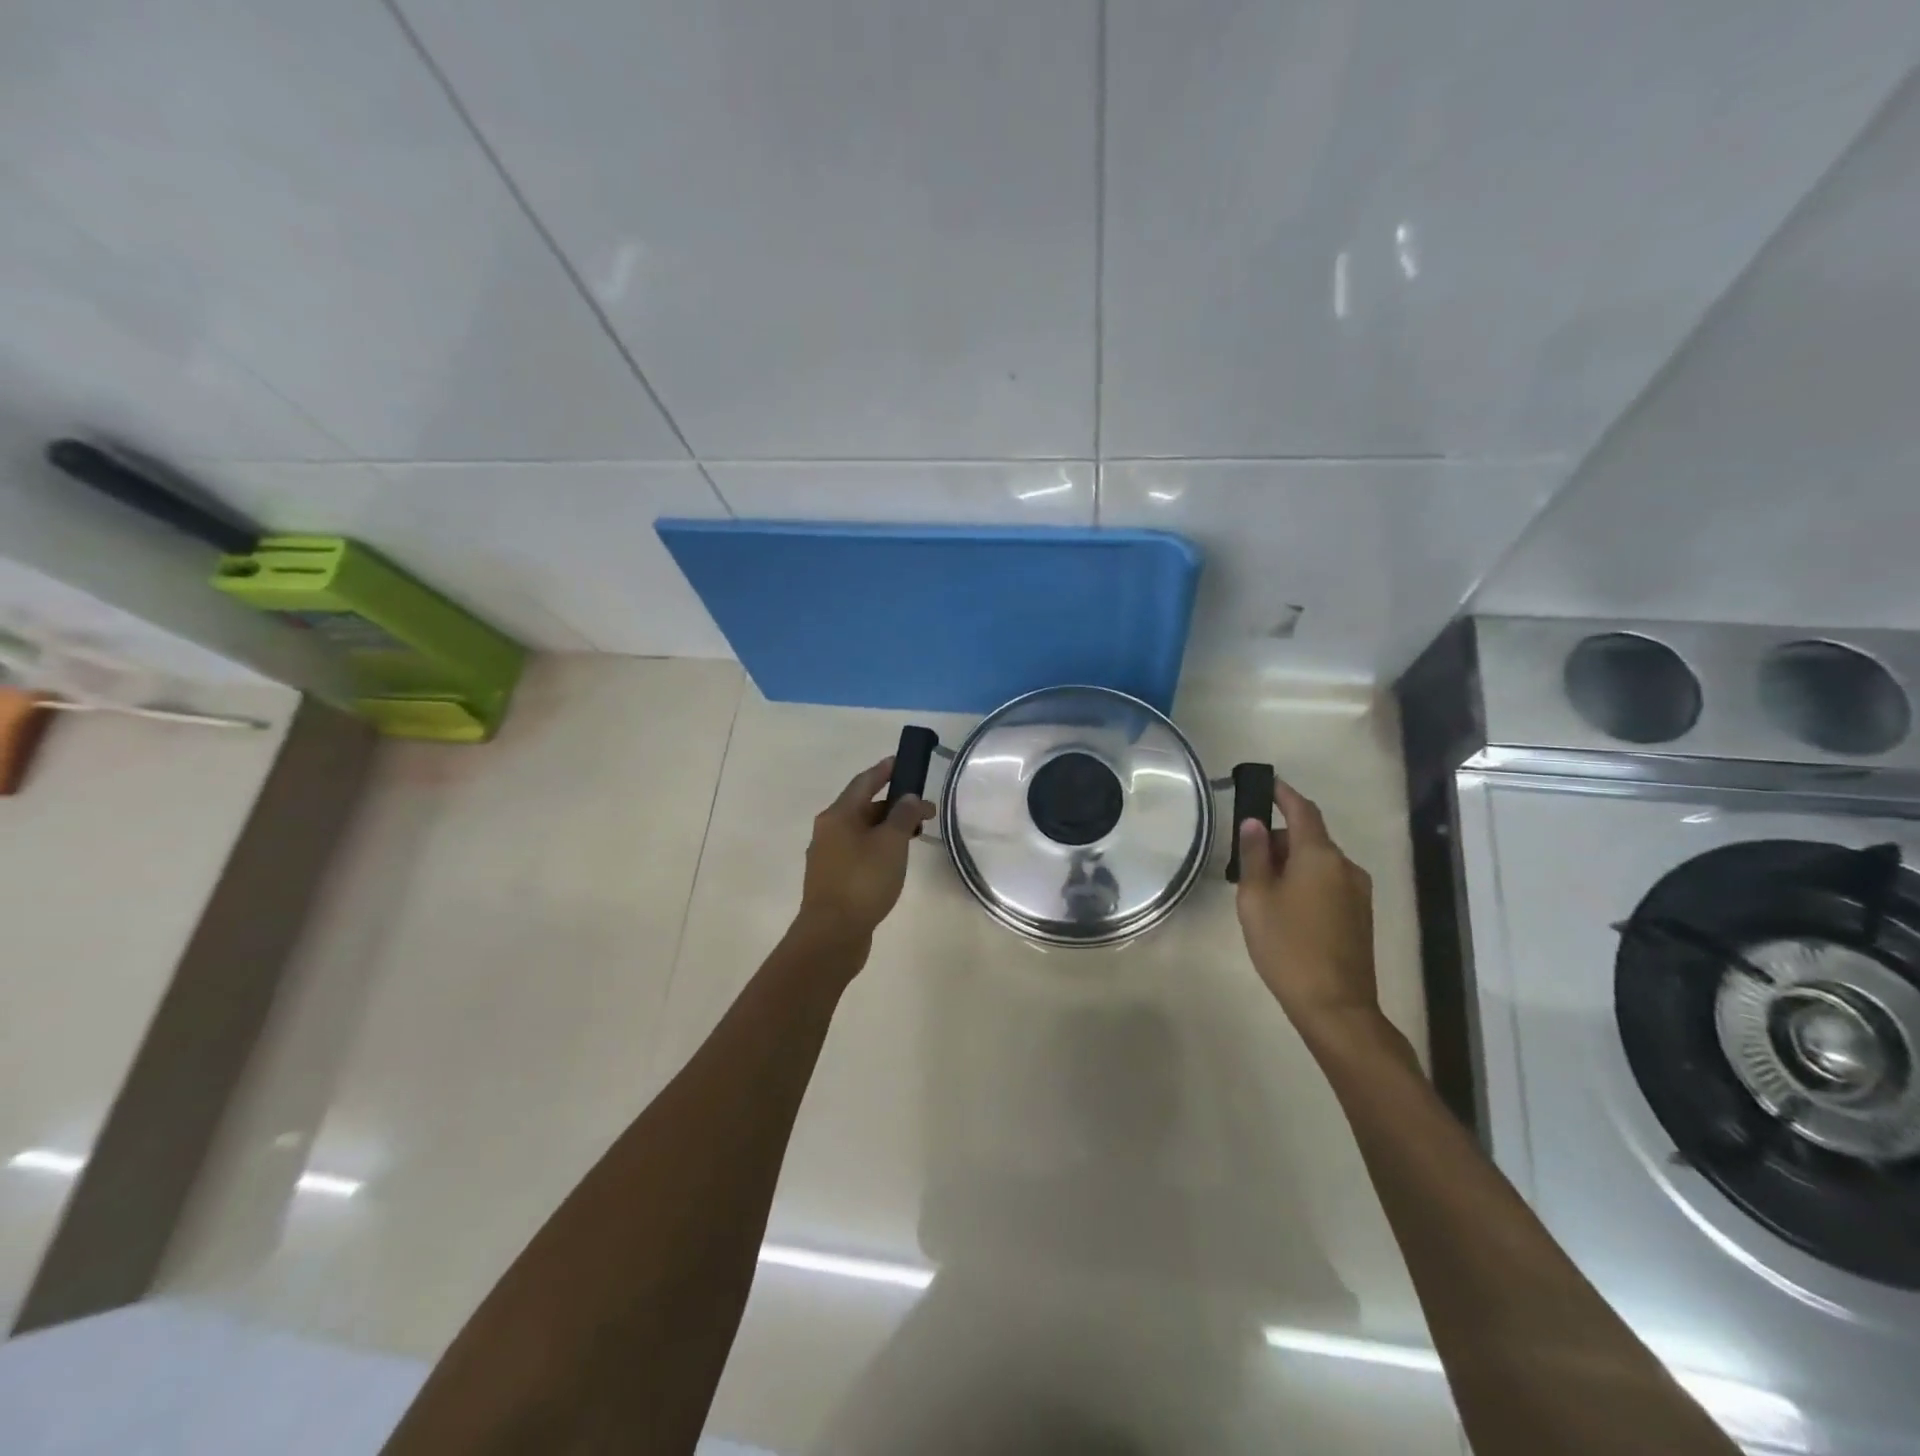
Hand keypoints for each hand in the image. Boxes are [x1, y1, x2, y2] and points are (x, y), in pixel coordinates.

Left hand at [797, 757, 935, 942]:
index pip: (864, 782)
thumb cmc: (863, 881)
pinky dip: (878, 847)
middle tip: (923, 811)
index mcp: (838, 815)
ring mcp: (828, 856)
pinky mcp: (833, 879)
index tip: (902, 762)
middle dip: (893, 805)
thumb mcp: (891, 843)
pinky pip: (859, 851)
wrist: (832, 934)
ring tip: (914, 835)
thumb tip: (908, 797)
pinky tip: (895, 861)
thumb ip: (902, 815)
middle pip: (863, 807)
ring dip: (887, 828)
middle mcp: (828, 830)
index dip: (884, 770)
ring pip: (862, 831)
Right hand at [1234, 779, 1377, 1033]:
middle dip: (1279, 839)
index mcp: (1319, 856)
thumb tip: (1254, 824)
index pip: (1302, 810)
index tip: (1265, 783)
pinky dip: (1305, 882)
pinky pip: (1328, 883)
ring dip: (1292, 864)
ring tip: (1261, 888)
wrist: (1335, 1006)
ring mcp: (1358, 892)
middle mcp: (1345, 866)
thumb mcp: (1256, 898)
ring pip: (1319, 863)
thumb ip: (1254, 856)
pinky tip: (1285, 908)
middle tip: (1246, 858)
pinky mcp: (1360, 916)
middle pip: (1309, 838)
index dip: (1283, 794)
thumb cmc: (1287, 946)